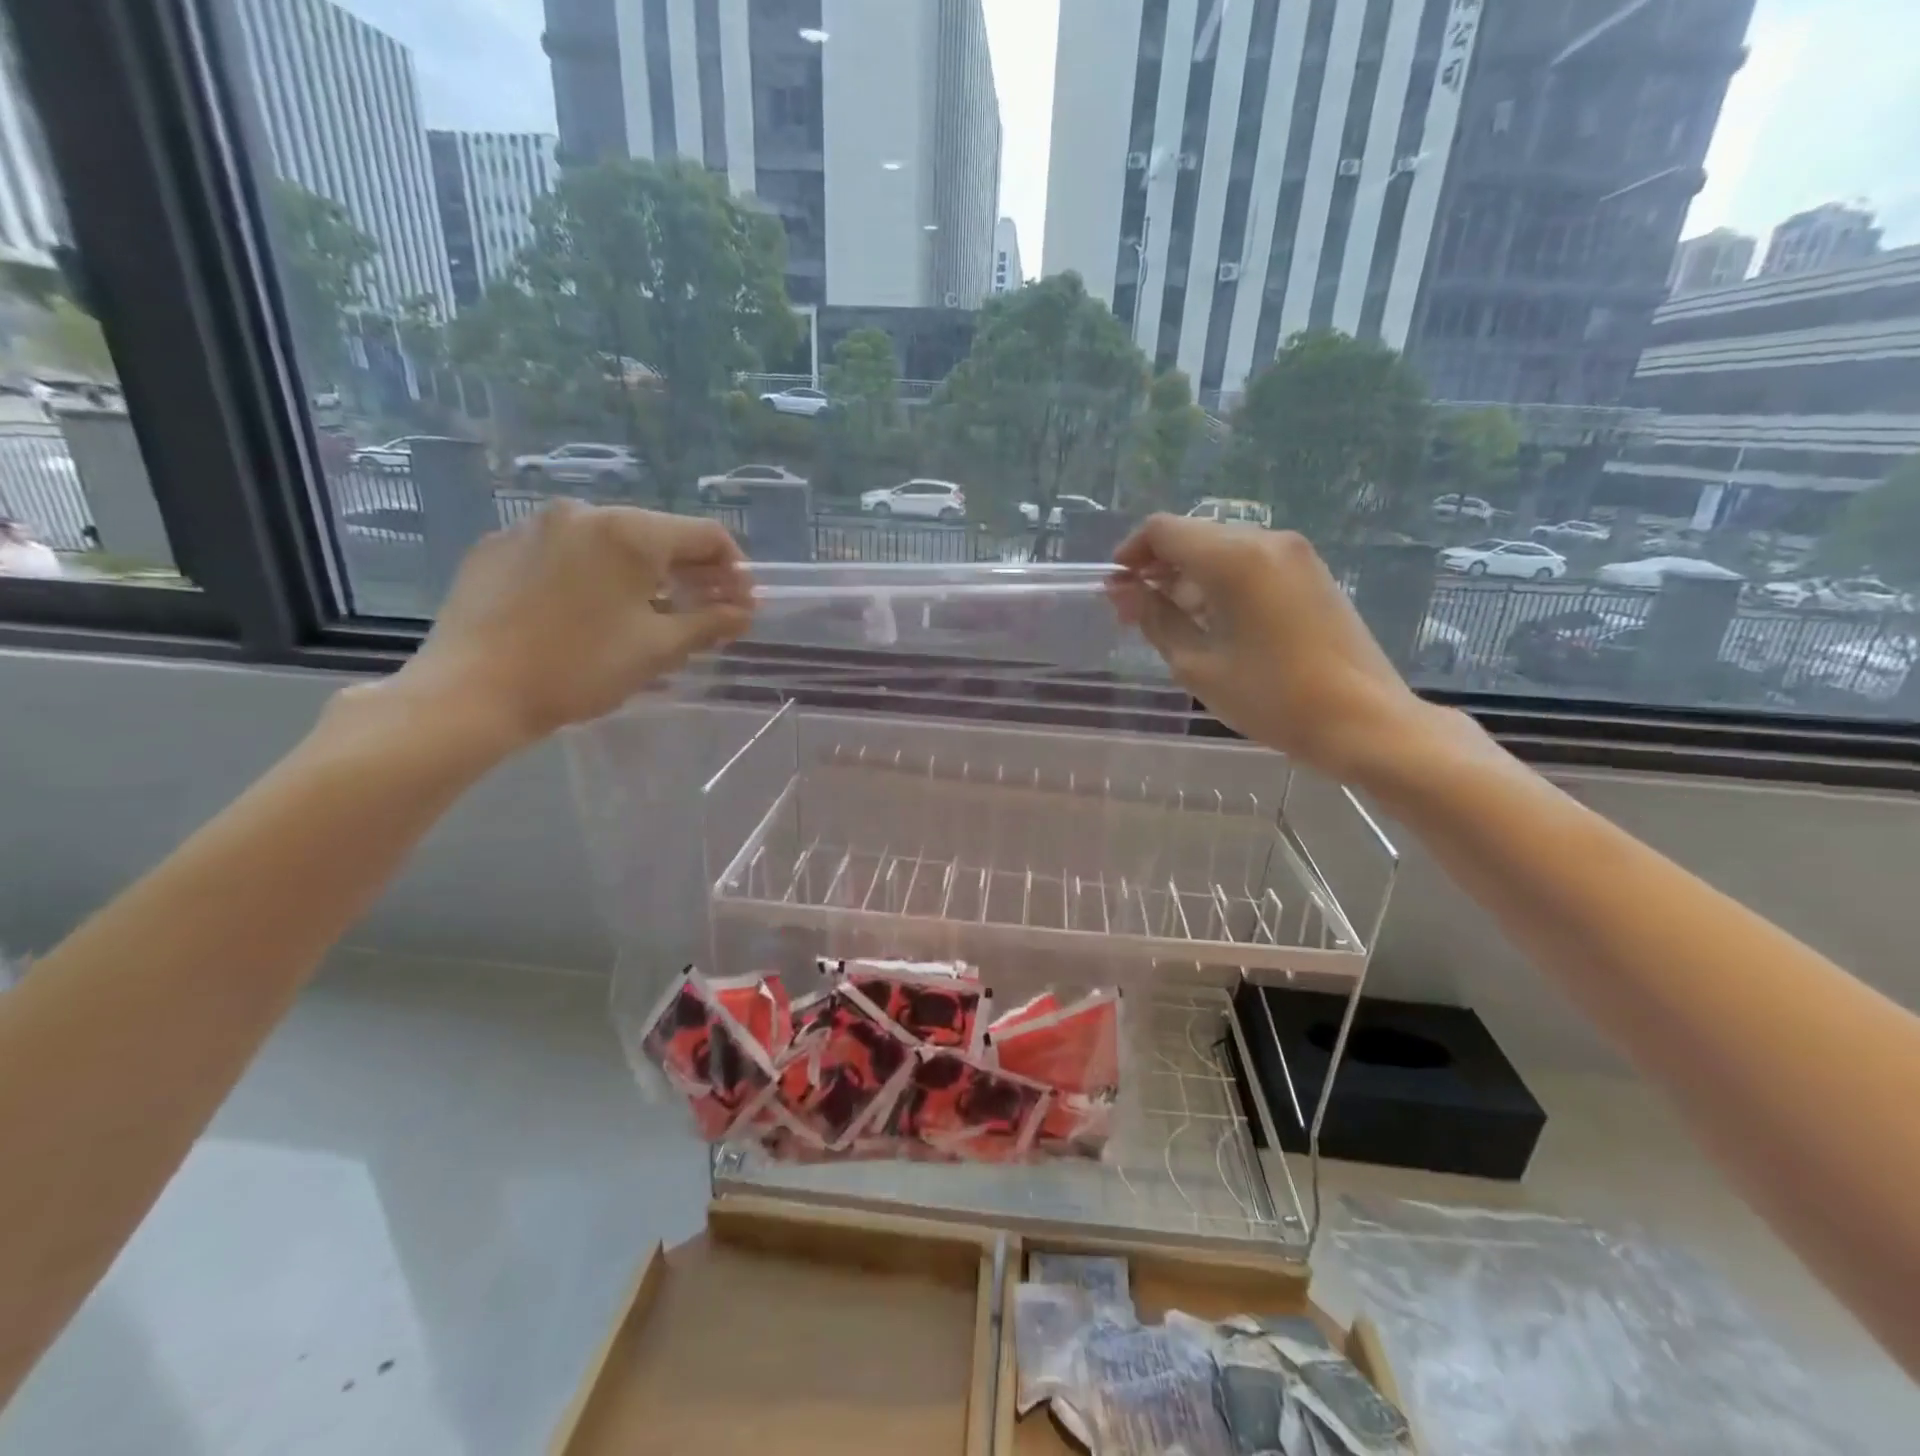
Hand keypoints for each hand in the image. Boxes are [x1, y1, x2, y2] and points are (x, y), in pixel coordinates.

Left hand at [390, 501, 751, 750]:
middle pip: (657, 536)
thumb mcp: (658, 649)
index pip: (705, 535)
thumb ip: (710, 623)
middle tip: (702, 615)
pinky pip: (565, 553)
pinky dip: (591, 576)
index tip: (740, 607)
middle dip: (688, 574)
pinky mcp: (498, 547)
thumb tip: (744, 612)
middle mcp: (584, 512)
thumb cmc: (579, 668)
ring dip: (641, 576)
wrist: (470, 692)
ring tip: (644, 617)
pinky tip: (585, 614)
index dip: (734, 570)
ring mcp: (534, 525)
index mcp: (629, 531)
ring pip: (609, 544)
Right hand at [1110, 515, 1433, 783]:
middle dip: (1158, 567)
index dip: (1131, 553)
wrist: (1364, 720)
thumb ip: (1156, 619)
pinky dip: (1221, 583)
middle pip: (1195, 536)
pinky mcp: (1312, 574)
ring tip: (1173, 623)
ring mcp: (1296, 555)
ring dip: (1189, 577)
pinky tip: (1215, 623)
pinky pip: (1252, 564)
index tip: (1116, 589)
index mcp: (1235, 559)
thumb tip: (1124, 591)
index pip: (1164, 530)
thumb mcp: (1198, 665)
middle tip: (1138, 613)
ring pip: (1223, 550)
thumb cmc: (1272, 698)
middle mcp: (1267, 541)